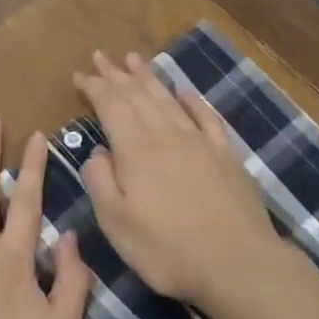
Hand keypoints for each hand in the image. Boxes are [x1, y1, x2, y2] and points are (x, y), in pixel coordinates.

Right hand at [72, 51, 281, 306]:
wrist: (238, 263)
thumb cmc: (168, 249)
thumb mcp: (116, 224)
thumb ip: (100, 182)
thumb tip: (96, 152)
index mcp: (136, 150)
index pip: (111, 106)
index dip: (94, 87)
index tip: (80, 74)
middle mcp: (167, 135)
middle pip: (138, 95)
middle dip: (117, 74)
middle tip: (101, 55)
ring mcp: (200, 142)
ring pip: (168, 99)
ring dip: (149, 77)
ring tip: (134, 58)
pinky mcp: (225, 154)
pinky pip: (205, 116)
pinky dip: (191, 100)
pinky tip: (183, 91)